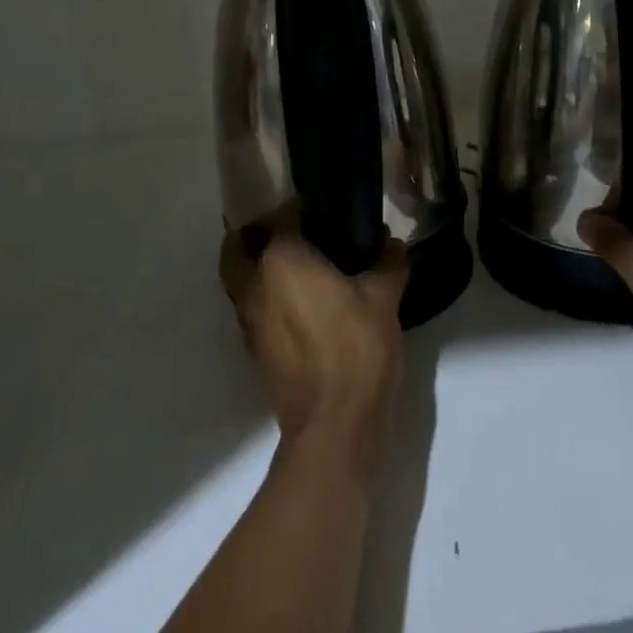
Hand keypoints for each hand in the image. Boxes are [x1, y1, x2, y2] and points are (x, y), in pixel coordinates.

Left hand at [220, 206, 408, 462]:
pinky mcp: (254, 348)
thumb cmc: (356, 348)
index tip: (327, 208)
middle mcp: (255, 283)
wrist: (333, 425)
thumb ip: (388, 263)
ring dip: (257, 266)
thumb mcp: (384, 298)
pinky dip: (265, 296)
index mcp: (282, 259)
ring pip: (240, 278)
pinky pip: (251, 307)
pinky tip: (299, 303)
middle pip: (240, 246)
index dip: (305, 207)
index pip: (284, 215)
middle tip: (292, 232)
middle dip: (258, 233)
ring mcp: (249, 319)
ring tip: (296, 266)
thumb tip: (392, 244)